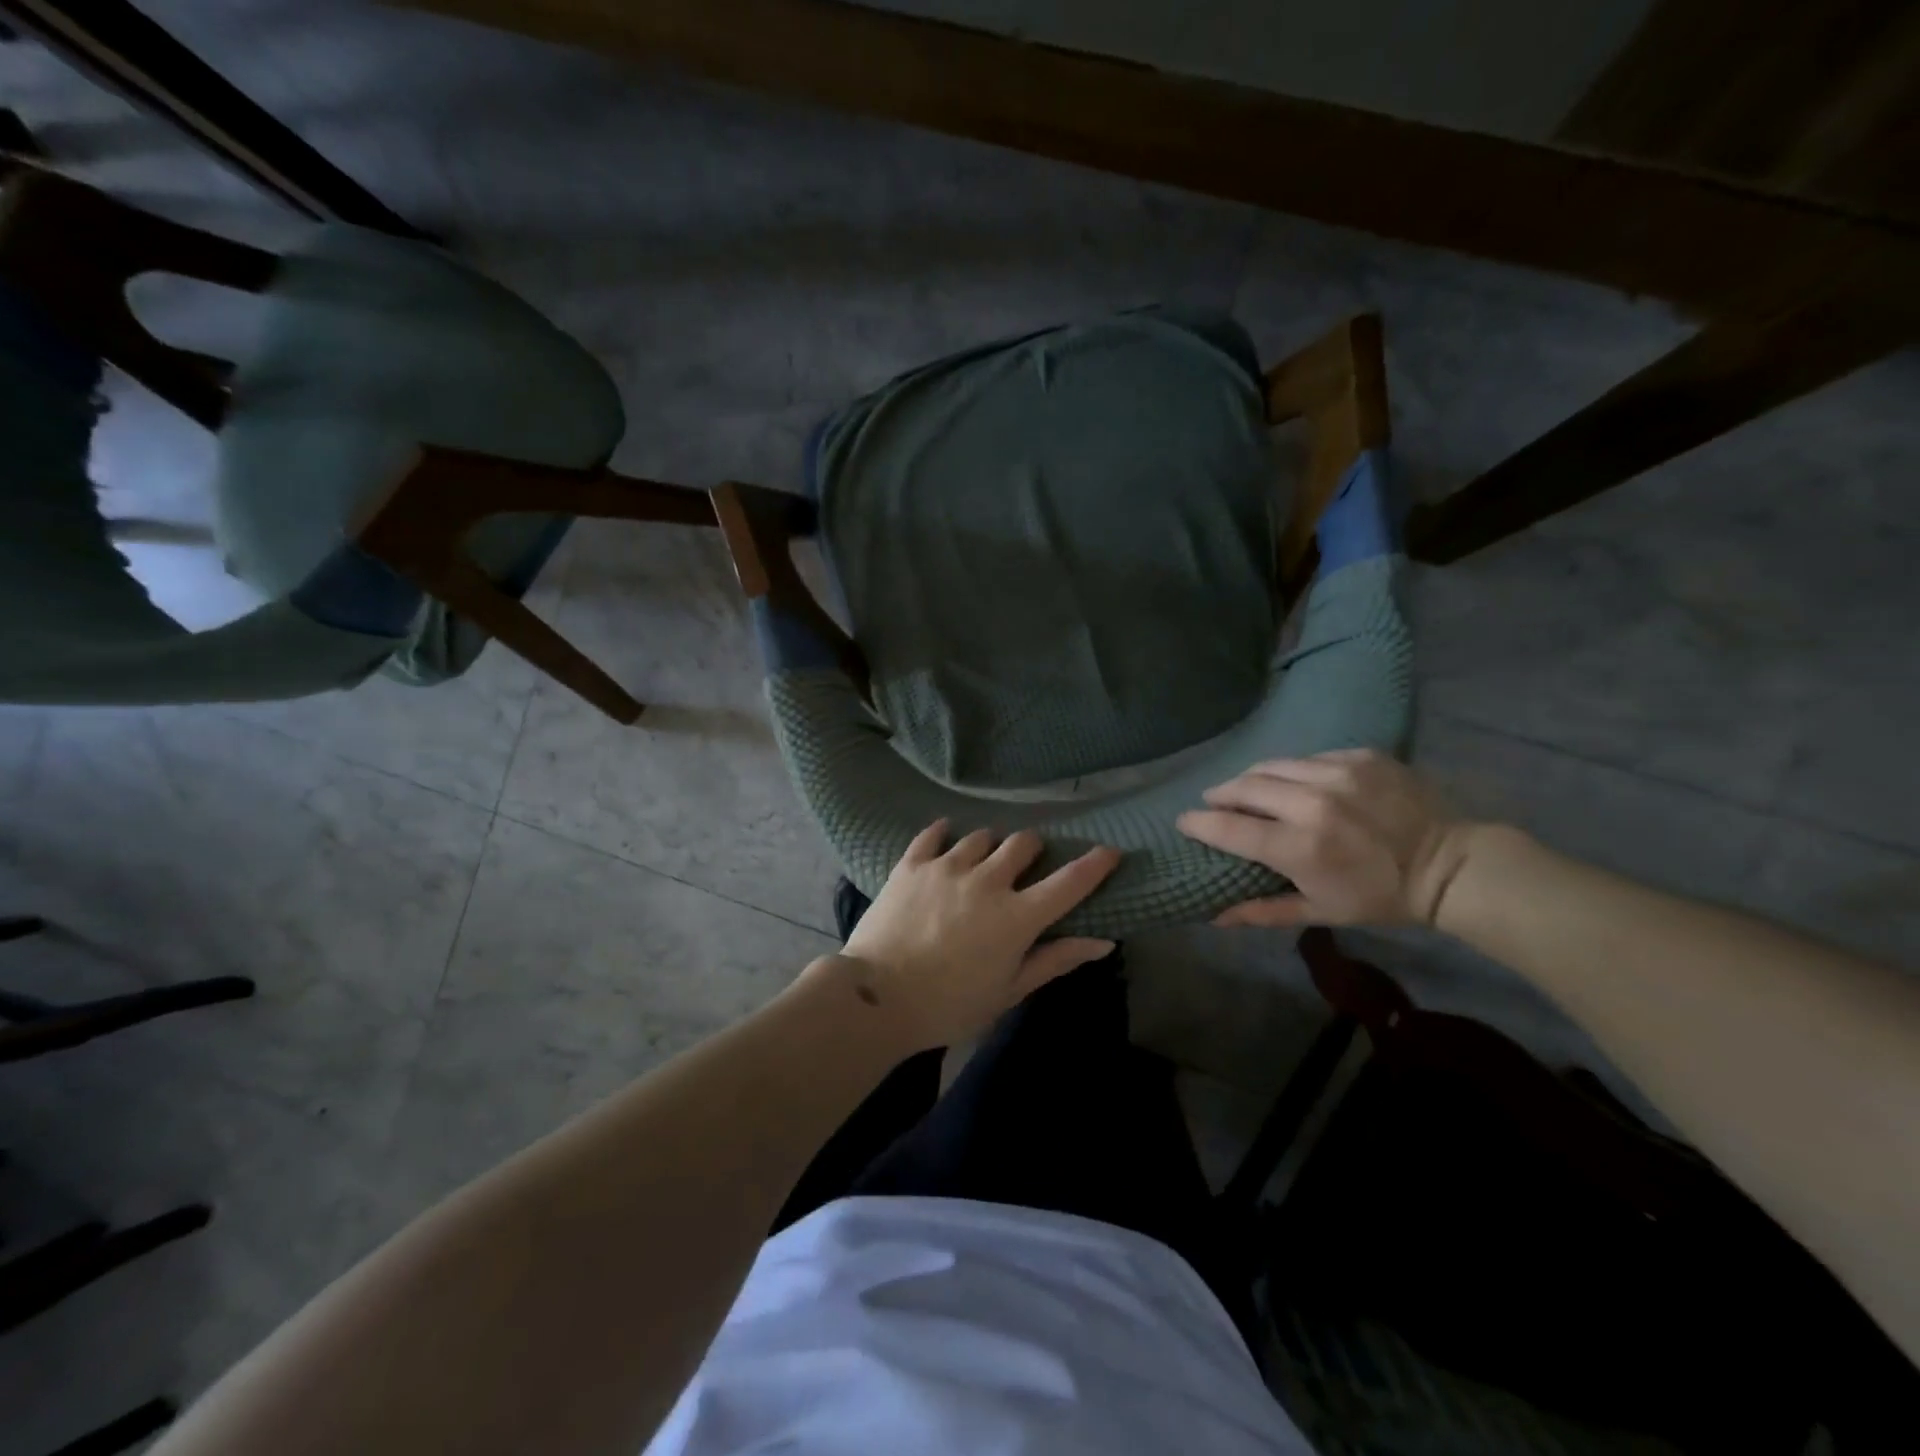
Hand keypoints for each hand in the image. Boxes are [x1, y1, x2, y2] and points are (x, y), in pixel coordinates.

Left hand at [828, 822, 1121, 1051]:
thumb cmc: (950, 1005)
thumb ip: (1055, 960)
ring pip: (981, 836)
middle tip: (1024, 865)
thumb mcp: (1009, 991)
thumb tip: (1104, 942)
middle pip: (1022, 843)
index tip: (1109, 851)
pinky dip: (943, 833)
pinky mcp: (912, 864)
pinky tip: (944, 838)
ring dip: (989, 845)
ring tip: (980, 860)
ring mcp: (947, 867)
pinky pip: (933, 834)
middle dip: (1032, 850)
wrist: (877, 998)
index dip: (1094, 864)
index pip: (1068, 882)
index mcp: (1017, 916)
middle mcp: (987, 880)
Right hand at [1176, 749, 1470, 927]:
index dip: (1199, 822)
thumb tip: (1214, 917)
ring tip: (1247, 787)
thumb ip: (1262, 910)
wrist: (1451, 865)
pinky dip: (1293, 769)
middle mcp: (1312, 803)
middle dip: (1221, 794)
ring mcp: (1338, 773)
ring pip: (1273, 765)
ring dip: (1251, 777)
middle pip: (1244, 786)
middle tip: (1214, 802)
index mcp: (1299, 846)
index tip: (1184, 821)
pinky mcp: (1360, 756)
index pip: (1229, 827)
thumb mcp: (1320, 911)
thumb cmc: (1380, 897)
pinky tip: (1296, 781)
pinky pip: (1309, 757)